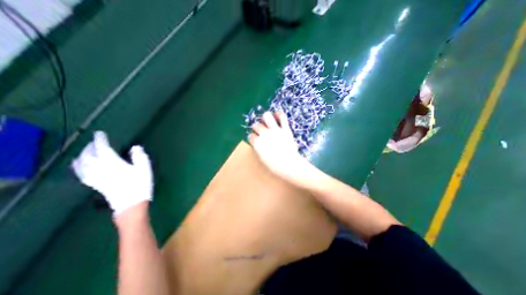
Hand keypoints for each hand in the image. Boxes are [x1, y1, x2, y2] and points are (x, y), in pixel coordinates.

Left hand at [72, 133, 152, 215]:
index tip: (100, 134)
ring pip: (82, 164)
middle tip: (95, 141)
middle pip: (89, 155)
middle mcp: (100, 169)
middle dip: (90, 147)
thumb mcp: (145, 169)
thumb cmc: (140, 184)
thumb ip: (140, 156)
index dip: (100, 140)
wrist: (131, 204)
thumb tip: (135, 147)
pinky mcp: (95, 184)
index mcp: (113, 163)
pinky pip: (81, 173)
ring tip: (85, 151)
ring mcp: (96, 177)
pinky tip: (79, 166)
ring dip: (82, 155)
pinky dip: (78, 167)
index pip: (102, 149)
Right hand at [248, 112, 309, 184]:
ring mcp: (275, 130)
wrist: (288, 164)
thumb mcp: (263, 159)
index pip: (251, 136)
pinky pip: (282, 117)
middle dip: (257, 127)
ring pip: (266, 116)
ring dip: (265, 118)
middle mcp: (264, 134)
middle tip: (261, 130)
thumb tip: (258, 144)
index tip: (255, 139)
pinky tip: (278, 115)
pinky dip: (279, 114)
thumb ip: (259, 149)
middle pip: (256, 125)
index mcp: (257, 143)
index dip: (252, 137)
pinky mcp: (285, 129)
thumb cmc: (274, 165)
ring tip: (267, 120)